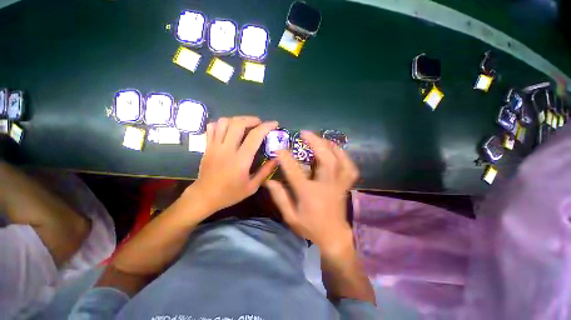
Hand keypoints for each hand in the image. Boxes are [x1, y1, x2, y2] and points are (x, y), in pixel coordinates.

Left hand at [187, 116, 277, 212]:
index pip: (255, 136)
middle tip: (259, 123)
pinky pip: (212, 127)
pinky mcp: (207, 146)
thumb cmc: (230, 193)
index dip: (266, 127)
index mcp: (241, 159)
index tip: (274, 124)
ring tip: (245, 124)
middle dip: (252, 119)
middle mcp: (227, 149)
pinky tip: (229, 128)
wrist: (204, 197)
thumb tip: (277, 159)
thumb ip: (265, 171)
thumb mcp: (252, 187)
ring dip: (237, 119)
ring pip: (224, 122)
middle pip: (238, 124)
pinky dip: (222, 123)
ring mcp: (215, 146)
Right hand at [265, 131, 358, 255]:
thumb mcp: (290, 217)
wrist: (333, 237)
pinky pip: (350, 168)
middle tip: (305, 133)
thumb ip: (279, 197)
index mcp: (309, 194)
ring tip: (320, 138)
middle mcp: (326, 186)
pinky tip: (336, 150)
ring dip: (330, 146)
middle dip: (315, 143)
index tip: (279, 148)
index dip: (286, 158)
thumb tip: (268, 181)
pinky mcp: (345, 186)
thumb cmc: (310, 228)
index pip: (295, 172)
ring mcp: (339, 185)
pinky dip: (344, 156)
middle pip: (325, 160)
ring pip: (340, 160)